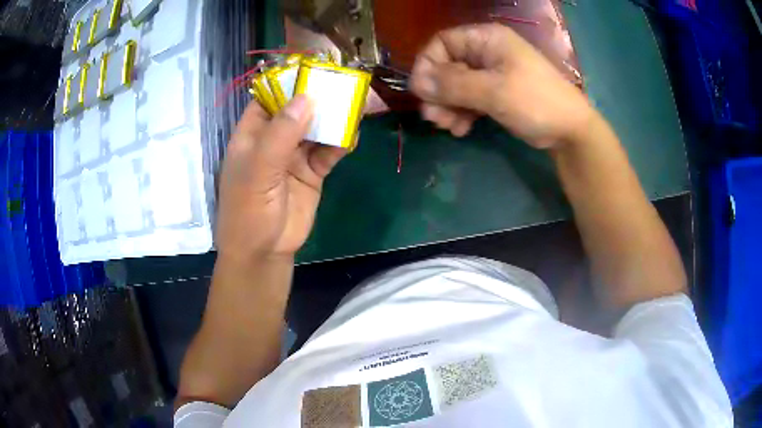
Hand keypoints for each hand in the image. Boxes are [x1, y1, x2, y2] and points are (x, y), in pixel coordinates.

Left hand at [215, 95, 346, 261]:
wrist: (264, 252)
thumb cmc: (248, 211)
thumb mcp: (258, 171)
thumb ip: (280, 136)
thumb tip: (306, 98)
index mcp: (252, 134)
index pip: (270, 98)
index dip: (291, 82)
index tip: (316, 69)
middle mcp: (274, 139)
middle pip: (299, 110)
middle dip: (321, 97)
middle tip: (347, 83)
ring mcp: (294, 155)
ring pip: (318, 128)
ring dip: (335, 118)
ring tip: (357, 105)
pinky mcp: (313, 171)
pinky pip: (330, 151)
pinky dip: (341, 143)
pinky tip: (353, 136)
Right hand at [410, 23, 594, 148]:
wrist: (570, 131)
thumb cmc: (536, 102)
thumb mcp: (494, 91)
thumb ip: (454, 85)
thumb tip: (417, 83)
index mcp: (486, 39)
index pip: (443, 42)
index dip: (428, 65)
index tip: (421, 91)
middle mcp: (486, 52)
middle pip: (447, 66)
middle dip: (438, 92)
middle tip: (434, 117)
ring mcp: (491, 73)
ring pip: (456, 85)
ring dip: (447, 106)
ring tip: (448, 127)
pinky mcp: (495, 93)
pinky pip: (469, 99)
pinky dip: (461, 113)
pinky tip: (461, 129)